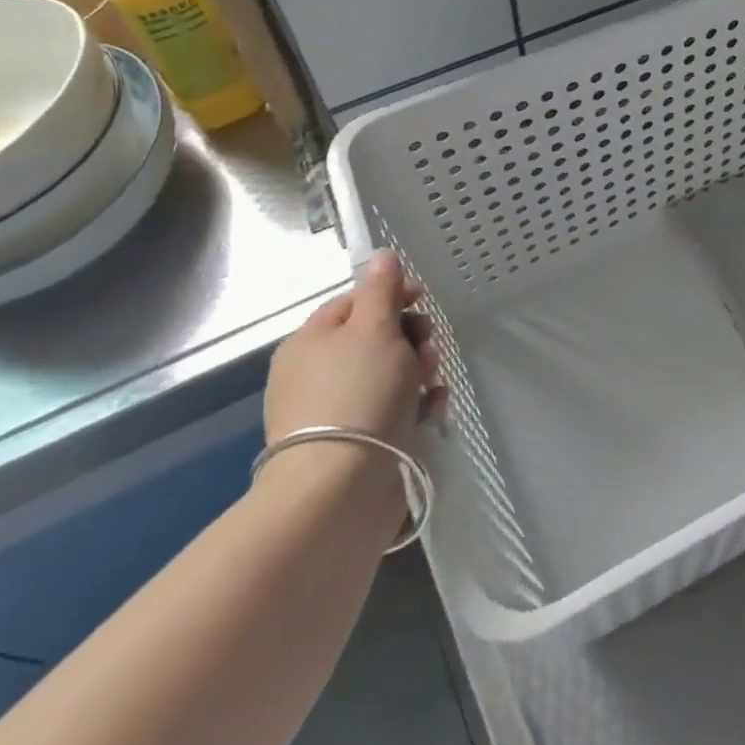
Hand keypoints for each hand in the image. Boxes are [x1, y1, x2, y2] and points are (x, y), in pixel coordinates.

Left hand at [263, 251, 442, 457]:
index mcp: (311, 340)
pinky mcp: (352, 445)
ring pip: (387, 376)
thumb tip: (381, 255)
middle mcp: (314, 373)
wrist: (339, 489)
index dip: (392, 295)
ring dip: (418, 373)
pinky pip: (388, 412)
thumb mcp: (375, 328)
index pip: (354, 301)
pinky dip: (414, 407)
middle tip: (429, 349)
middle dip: (411, 338)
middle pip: (374, 339)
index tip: (424, 300)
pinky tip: (434, 412)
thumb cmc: (359, 393)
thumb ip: (382, 289)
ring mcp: (332, 412)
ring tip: (434, 386)